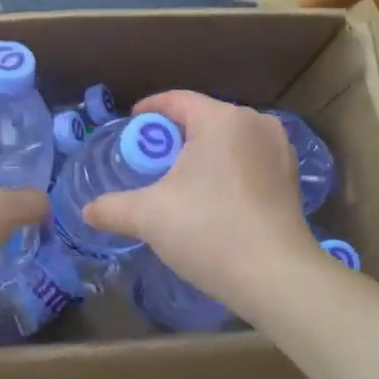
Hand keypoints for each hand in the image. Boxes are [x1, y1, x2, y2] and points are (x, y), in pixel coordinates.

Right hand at [82, 91, 319, 315]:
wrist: (277, 278)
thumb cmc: (209, 231)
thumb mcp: (149, 217)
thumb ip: (112, 208)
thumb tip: (87, 211)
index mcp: (221, 119)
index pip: (177, 100)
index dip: (150, 110)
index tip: (132, 125)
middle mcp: (255, 123)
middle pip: (204, 118)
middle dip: (176, 134)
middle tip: (151, 159)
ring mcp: (279, 149)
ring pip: (229, 138)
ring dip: (204, 152)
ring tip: (181, 178)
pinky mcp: (292, 176)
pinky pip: (250, 158)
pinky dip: (228, 167)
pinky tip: (215, 195)